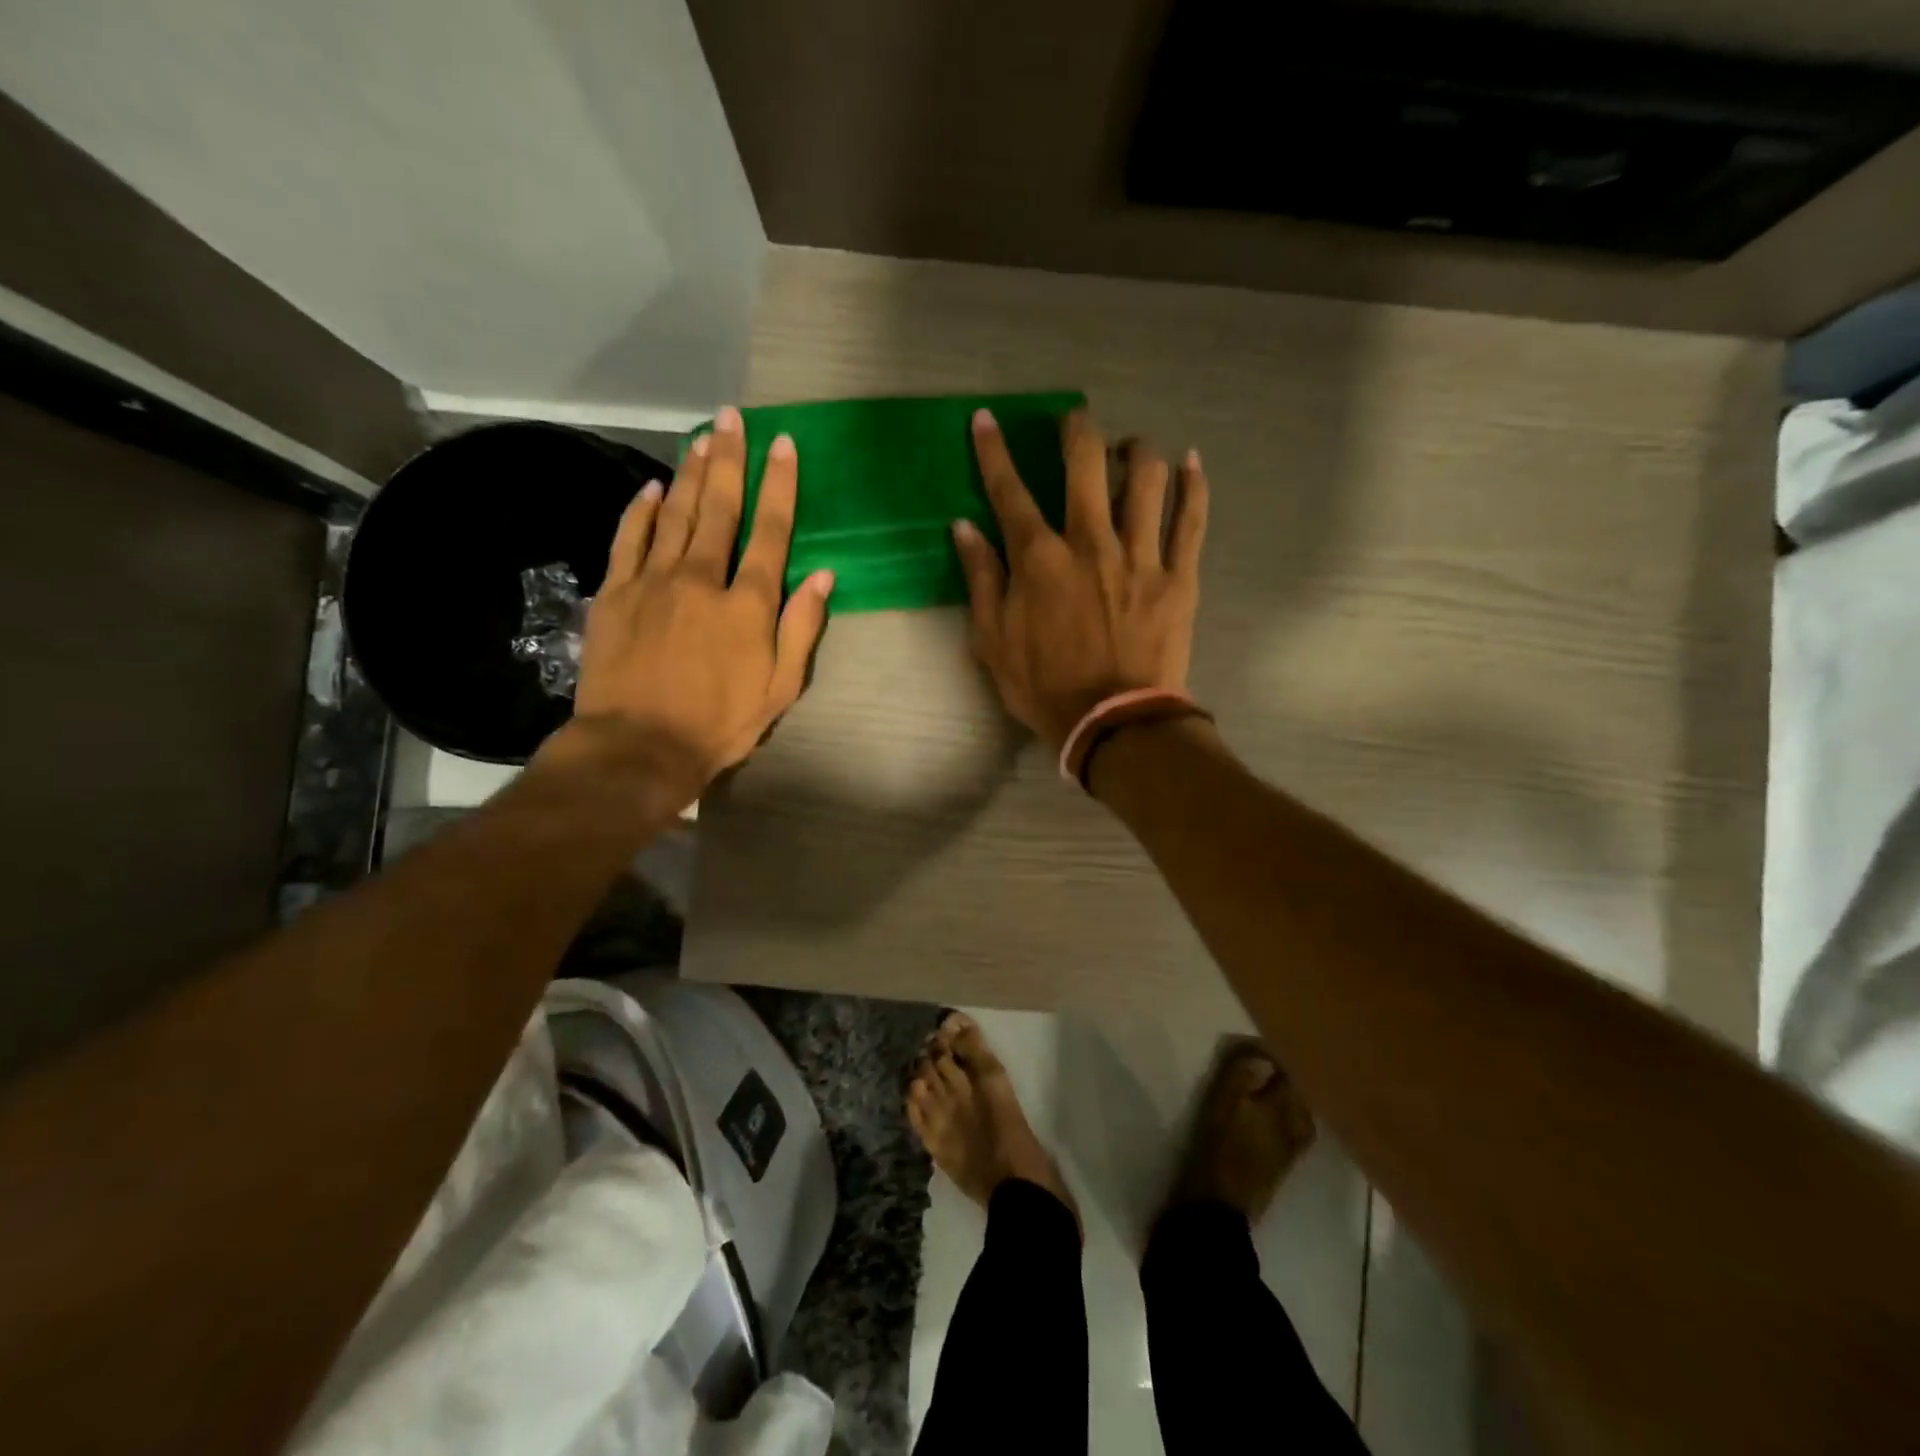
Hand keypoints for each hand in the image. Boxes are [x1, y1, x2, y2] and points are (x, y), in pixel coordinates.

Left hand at [553, 407, 833, 799]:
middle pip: (720, 508)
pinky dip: (640, 510)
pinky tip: (651, 487)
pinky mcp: (615, 593)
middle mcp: (703, 579)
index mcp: (748, 604)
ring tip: (701, 436)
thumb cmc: (720, 723)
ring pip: (675, 513)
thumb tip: (824, 575)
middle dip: (729, 459)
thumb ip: (802, 628)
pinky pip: (629, 539)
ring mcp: (654, 581)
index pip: (771, 532)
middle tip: (733, 417)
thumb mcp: (780, 688)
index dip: (779, 485)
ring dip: (690, 473)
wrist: (638, 746)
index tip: (783, 444)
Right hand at [953, 408, 1207, 750]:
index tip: (986, 419)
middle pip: (1085, 462)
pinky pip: (1192, 519)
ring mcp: (1141, 555)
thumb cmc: (1045, 686)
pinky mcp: (1179, 576)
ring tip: (1129, 449)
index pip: (1010, 491)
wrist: (1113, 723)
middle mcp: (1091, 542)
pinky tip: (1191, 462)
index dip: (994, 451)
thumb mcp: (993, 641)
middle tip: (1074, 423)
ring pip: (1146, 478)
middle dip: (1076, 430)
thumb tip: (964, 528)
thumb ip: (981, 580)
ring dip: (1135, 450)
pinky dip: (1193, 485)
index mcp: (1040, 559)